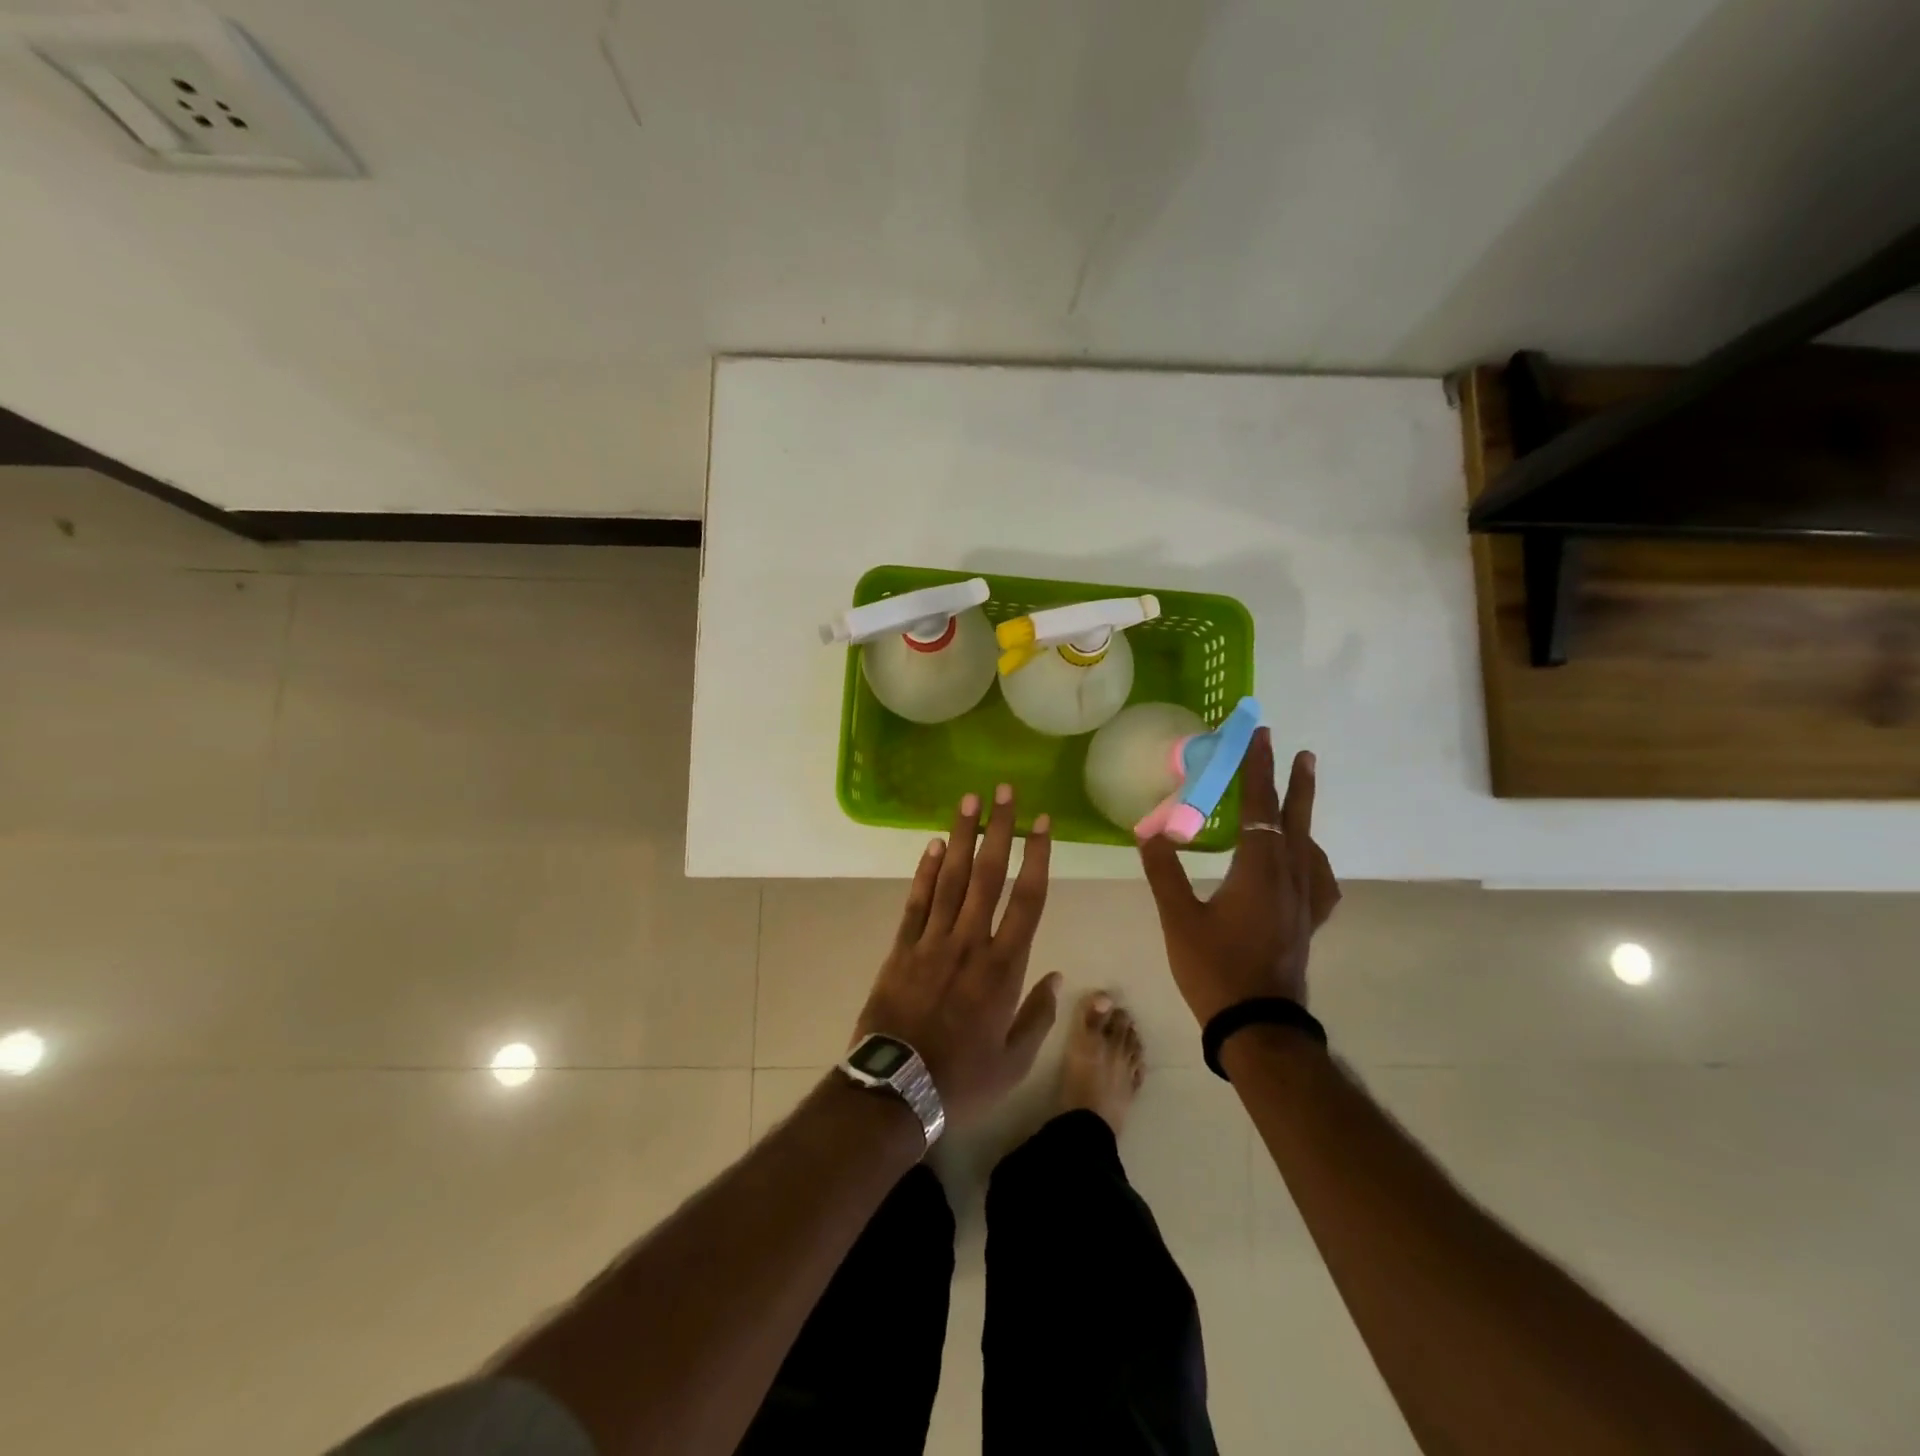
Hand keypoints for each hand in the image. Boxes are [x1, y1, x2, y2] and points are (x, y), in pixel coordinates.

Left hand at [853, 785, 1060, 1128]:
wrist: (897, 1089)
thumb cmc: (963, 1079)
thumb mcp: (1015, 1059)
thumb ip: (1038, 1014)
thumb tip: (1058, 976)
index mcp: (1004, 967)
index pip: (1028, 899)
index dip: (1037, 857)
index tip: (1042, 823)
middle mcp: (970, 942)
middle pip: (989, 875)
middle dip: (999, 830)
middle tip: (1005, 791)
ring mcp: (933, 941)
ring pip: (952, 878)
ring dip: (962, 837)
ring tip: (971, 800)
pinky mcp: (902, 948)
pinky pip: (917, 901)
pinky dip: (926, 871)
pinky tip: (935, 844)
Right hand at [1137, 729, 1339, 1024]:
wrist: (1258, 1025)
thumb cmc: (1215, 970)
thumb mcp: (1179, 920)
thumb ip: (1164, 873)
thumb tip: (1149, 832)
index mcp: (1258, 870)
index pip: (1259, 807)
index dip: (1258, 770)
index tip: (1261, 736)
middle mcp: (1288, 877)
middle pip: (1294, 818)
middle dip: (1292, 781)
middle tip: (1297, 750)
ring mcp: (1304, 901)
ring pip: (1309, 844)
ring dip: (1304, 812)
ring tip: (1301, 792)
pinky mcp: (1308, 922)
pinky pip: (1319, 878)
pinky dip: (1314, 856)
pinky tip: (1307, 858)